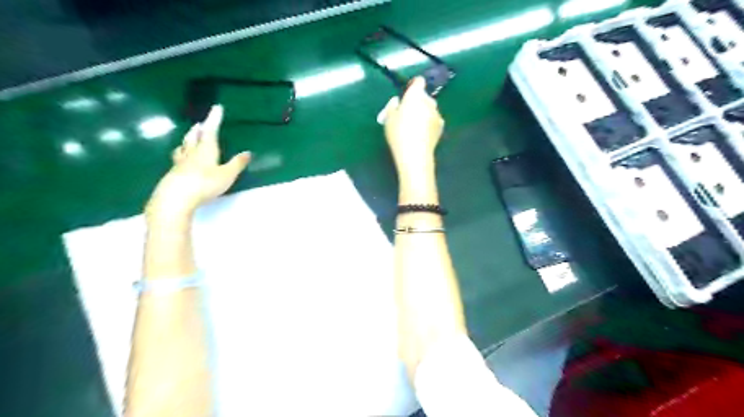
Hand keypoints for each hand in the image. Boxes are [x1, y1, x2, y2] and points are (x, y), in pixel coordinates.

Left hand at [143, 106, 248, 221]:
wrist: (176, 197)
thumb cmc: (205, 183)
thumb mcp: (227, 175)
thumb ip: (237, 164)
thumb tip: (248, 152)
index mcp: (206, 149)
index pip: (211, 130)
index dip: (214, 119)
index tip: (217, 108)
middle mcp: (192, 153)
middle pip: (194, 137)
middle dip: (198, 130)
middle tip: (199, 124)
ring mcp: (180, 163)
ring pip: (183, 147)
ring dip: (187, 141)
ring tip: (188, 138)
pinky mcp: (173, 173)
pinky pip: (177, 159)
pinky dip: (181, 155)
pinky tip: (180, 160)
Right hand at [381, 76, 442, 177]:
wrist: (415, 154)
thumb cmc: (398, 133)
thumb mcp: (388, 118)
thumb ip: (392, 105)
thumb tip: (398, 101)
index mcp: (415, 95)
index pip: (418, 81)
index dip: (413, 86)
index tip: (407, 94)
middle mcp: (429, 101)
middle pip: (423, 97)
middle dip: (417, 102)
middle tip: (406, 114)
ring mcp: (437, 114)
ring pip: (429, 109)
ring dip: (423, 113)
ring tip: (413, 127)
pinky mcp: (441, 126)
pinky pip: (433, 120)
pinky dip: (428, 123)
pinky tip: (421, 134)